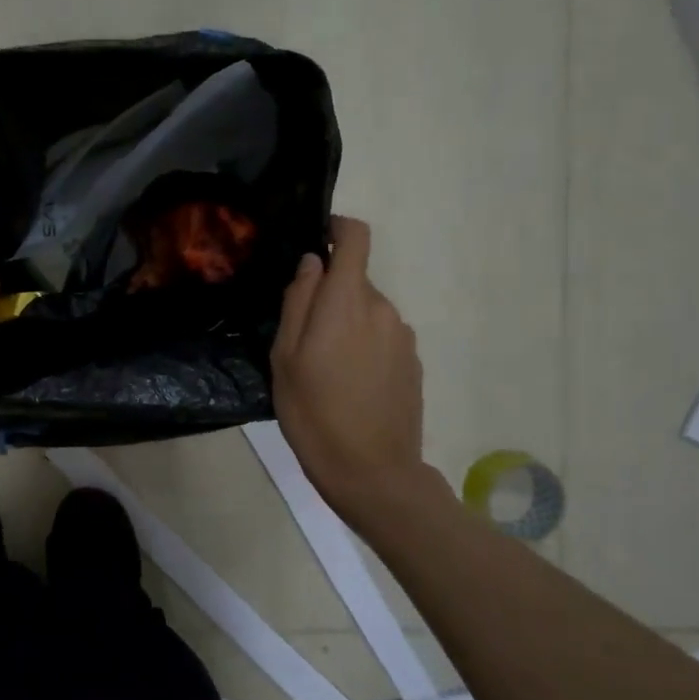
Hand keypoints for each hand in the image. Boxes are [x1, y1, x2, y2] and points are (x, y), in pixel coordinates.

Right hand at [271, 216, 439, 519]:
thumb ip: (298, 302)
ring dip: (345, 324)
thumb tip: (311, 263)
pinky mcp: (413, 361)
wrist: (372, 471)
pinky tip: (348, 384)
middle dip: (328, 296)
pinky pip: (381, 336)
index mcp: (347, 302)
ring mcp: (403, 336)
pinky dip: (362, 346)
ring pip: (366, 311)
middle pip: (354, 281)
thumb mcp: (285, 358)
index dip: (337, 228)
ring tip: (323, 368)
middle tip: (300, 337)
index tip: (316, 238)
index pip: (355, 239)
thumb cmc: (314, 413)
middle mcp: (382, 309)